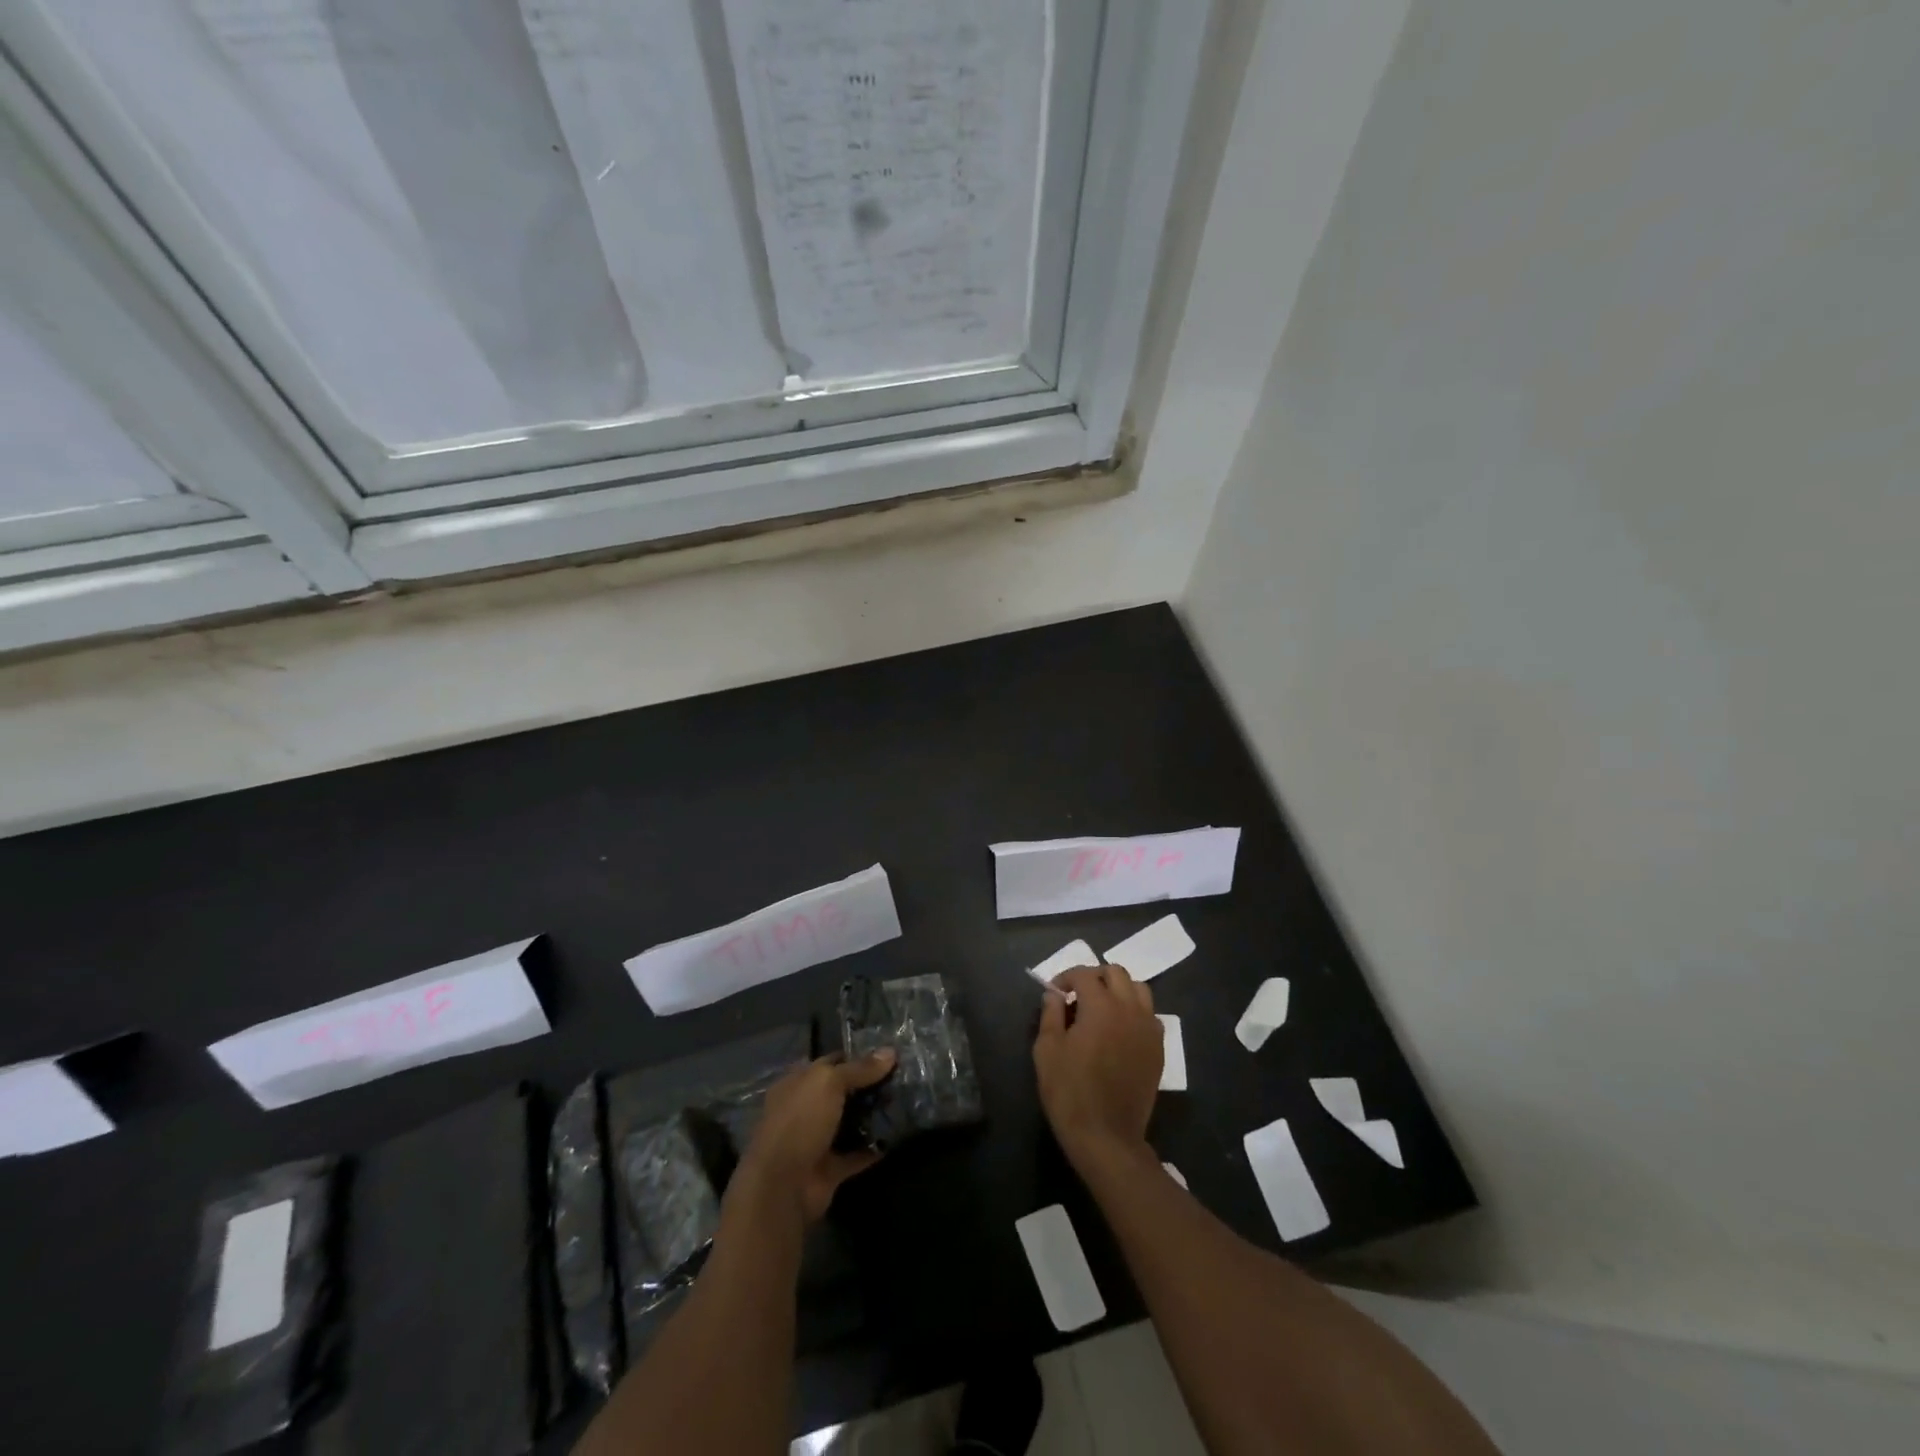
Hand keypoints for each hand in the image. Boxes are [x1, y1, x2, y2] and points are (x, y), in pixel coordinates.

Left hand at [731, 1050, 895, 1223]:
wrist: (783, 1186)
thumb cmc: (800, 1122)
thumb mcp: (829, 1083)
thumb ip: (860, 1068)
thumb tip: (890, 1051)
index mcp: (798, 1083)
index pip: (831, 1062)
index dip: (857, 1056)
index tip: (888, 1055)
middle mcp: (806, 1109)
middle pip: (843, 1092)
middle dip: (870, 1086)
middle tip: (903, 1078)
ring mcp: (818, 1139)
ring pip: (851, 1122)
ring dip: (873, 1116)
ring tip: (906, 1103)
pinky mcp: (830, 1168)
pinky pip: (857, 1154)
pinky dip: (874, 1148)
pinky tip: (898, 1136)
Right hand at [1034, 963, 1161, 1168]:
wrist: (1106, 1137)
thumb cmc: (1069, 1092)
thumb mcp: (1047, 1050)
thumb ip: (1050, 1014)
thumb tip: (1054, 994)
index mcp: (1101, 1006)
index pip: (1084, 974)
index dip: (1066, 977)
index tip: (1054, 992)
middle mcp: (1129, 1009)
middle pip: (1116, 973)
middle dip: (1094, 977)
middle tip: (1077, 995)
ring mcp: (1148, 1029)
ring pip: (1139, 990)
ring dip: (1119, 990)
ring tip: (1102, 1007)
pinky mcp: (1158, 1049)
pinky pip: (1150, 1016)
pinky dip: (1135, 1012)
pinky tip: (1120, 1030)